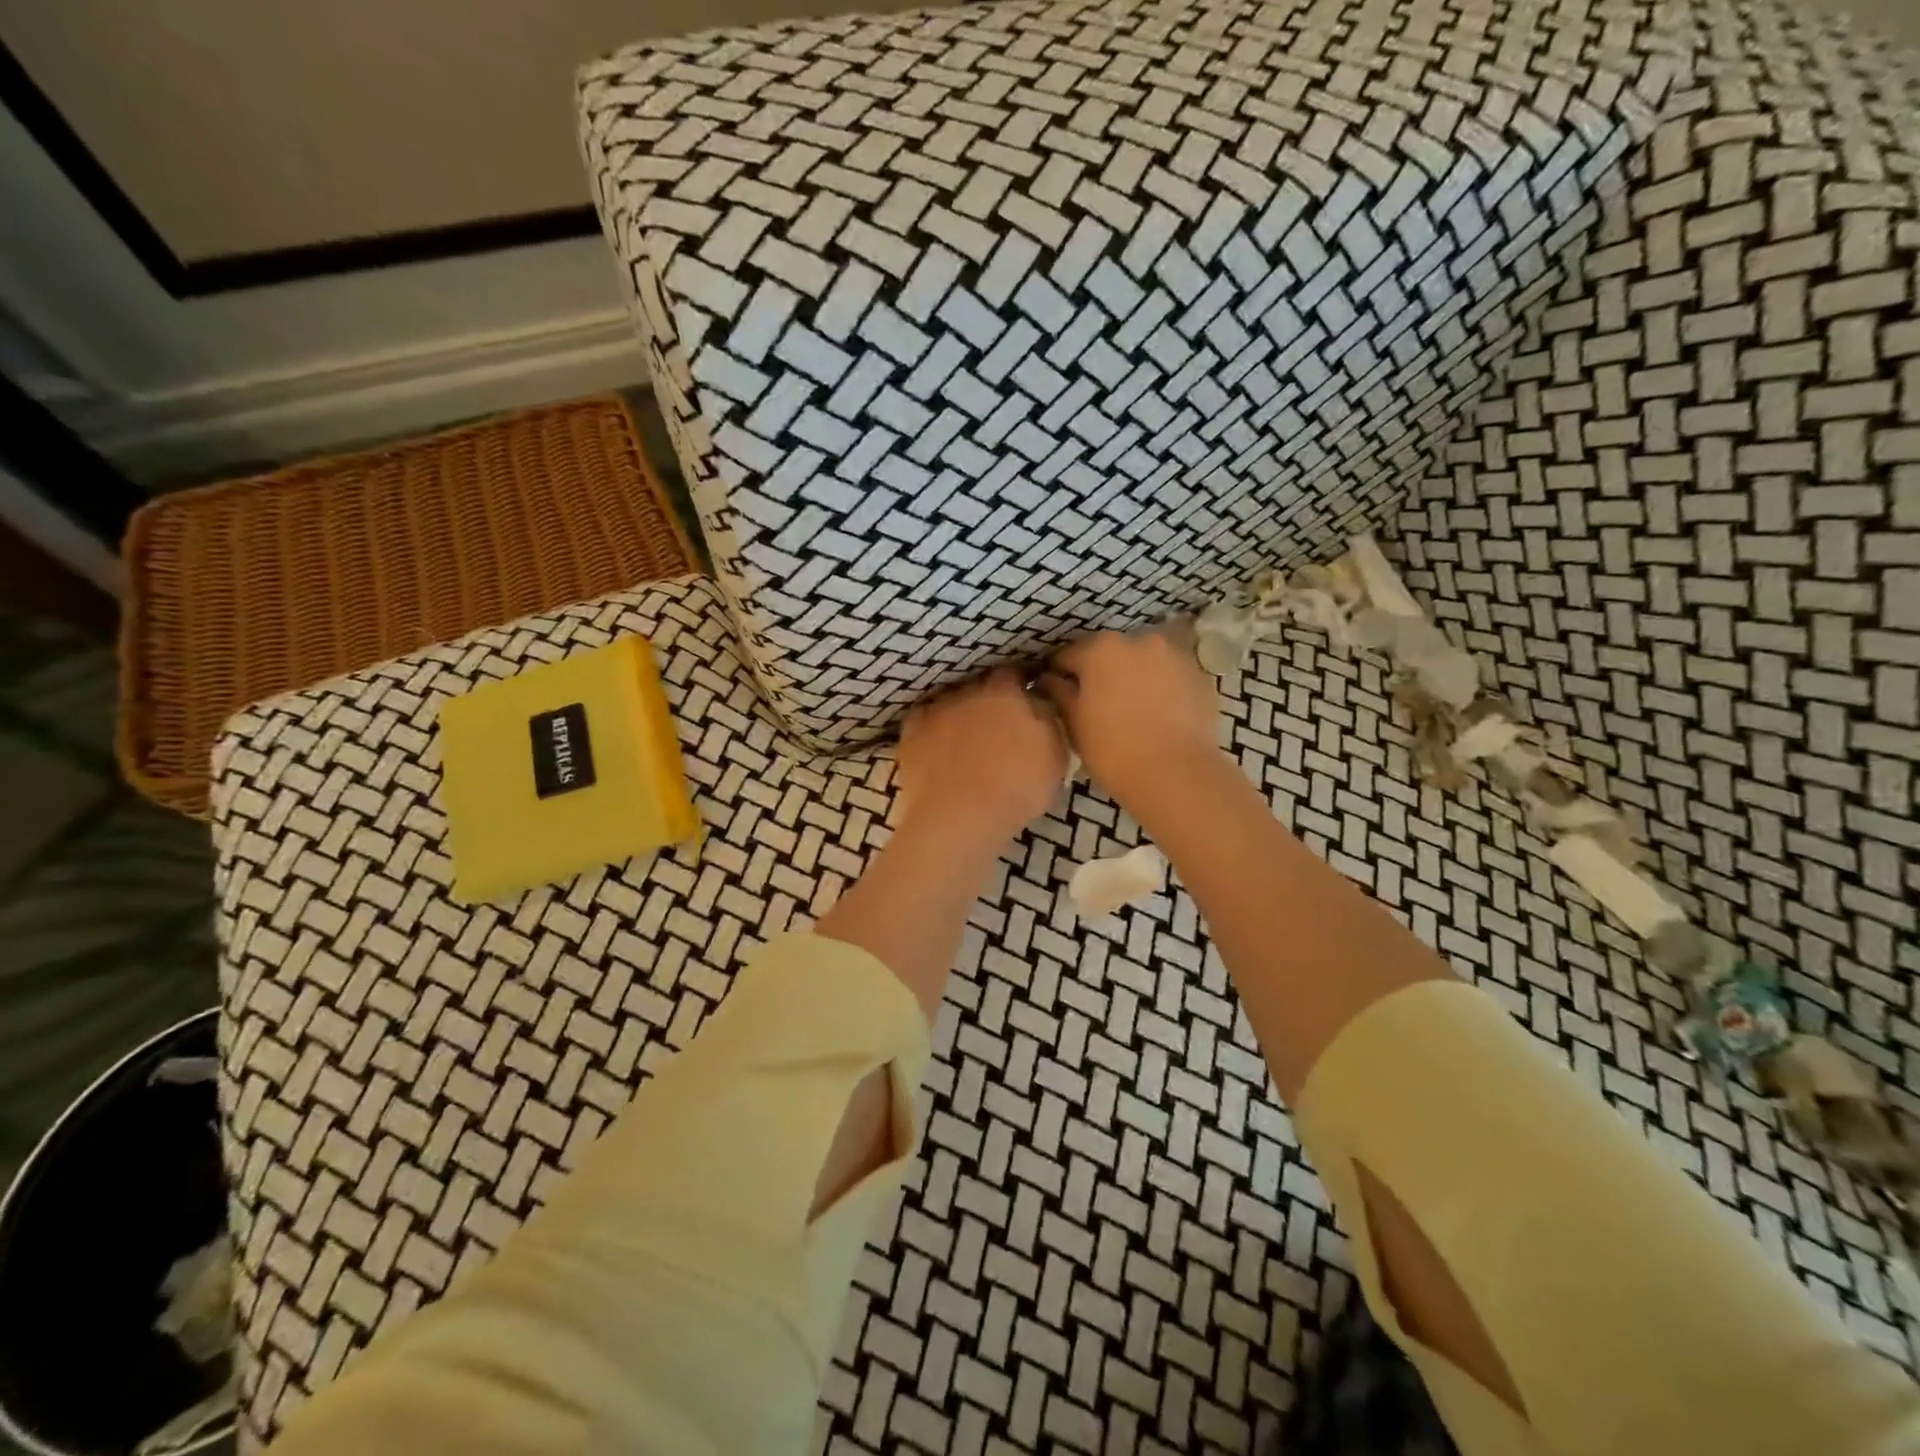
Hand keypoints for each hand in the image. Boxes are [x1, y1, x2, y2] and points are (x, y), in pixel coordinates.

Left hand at [893, 667, 1068, 852]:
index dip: (1019, 684)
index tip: (1025, 698)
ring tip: (966, 737)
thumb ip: (1047, 719)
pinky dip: (932, 727)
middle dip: (989, 698)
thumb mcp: (1055, 755)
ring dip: (959, 712)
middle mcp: (967, 692)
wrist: (959, 816)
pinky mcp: (911, 732)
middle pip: (980, 686)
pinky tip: (937, 744)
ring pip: (951, 701)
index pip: (1013, 673)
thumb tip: (1038, 700)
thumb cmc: (1017, 788)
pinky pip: (924, 720)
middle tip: (998, 723)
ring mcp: (936, 710)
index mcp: (1005, 693)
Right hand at [1038, 626, 1223, 811]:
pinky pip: (1169, 676)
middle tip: (1095, 706)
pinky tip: (1157, 716)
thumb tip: (1049, 679)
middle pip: (1109, 654)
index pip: (1068, 656)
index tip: (1057, 696)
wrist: (1176, 774)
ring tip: (1130, 711)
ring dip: (1133, 678)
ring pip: (1142, 663)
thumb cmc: (1113, 749)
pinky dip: (1160, 688)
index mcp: (1101, 648)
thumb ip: (1058, 692)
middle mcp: (1139, 640)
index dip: (1059, 676)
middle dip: (1100, 674)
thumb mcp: (1073, 723)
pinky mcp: (1199, 676)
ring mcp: (1174, 655)